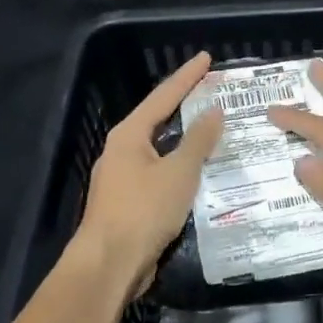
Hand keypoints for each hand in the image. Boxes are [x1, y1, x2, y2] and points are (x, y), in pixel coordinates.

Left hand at [74, 51, 222, 297]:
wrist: (109, 264)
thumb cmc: (143, 210)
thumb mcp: (179, 172)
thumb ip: (198, 140)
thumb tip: (213, 111)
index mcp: (129, 135)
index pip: (163, 96)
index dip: (187, 77)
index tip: (207, 58)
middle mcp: (121, 151)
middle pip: (158, 120)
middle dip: (185, 106)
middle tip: (213, 93)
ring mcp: (121, 178)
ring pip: (159, 150)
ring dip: (185, 140)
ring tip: (213, 131)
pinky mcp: (127, 204)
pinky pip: (159, 175)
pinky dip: (180, 168)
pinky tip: (198, 174)